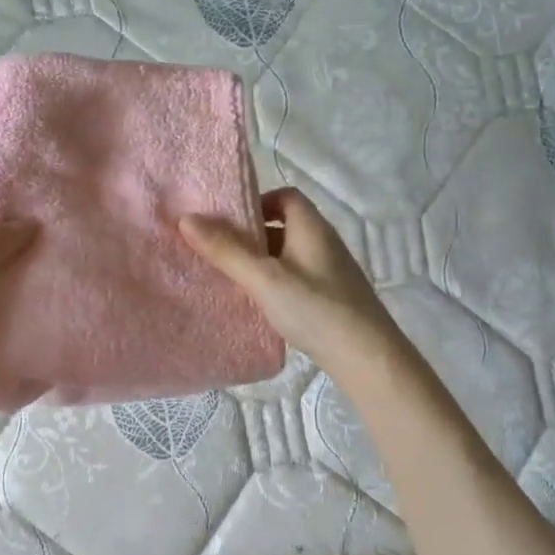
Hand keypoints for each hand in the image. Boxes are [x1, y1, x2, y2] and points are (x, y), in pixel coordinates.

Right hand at [179, 188, 398, 374]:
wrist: (367, 358)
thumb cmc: (315, 308)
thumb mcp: (264, 278)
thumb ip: (226, 250)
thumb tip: (186, 218)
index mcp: (311, 227)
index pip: (285, 196)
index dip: (256, 201)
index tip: (228, 221)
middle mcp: (323, 243)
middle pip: (283, 225)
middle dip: (251, 235)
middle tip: (218, 249)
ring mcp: (329, 272)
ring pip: (287, 255)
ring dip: (260, 261)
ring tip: (230, 277)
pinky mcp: (330, 298)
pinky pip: (295, 278)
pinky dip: (273, 283)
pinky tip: (257, 303)